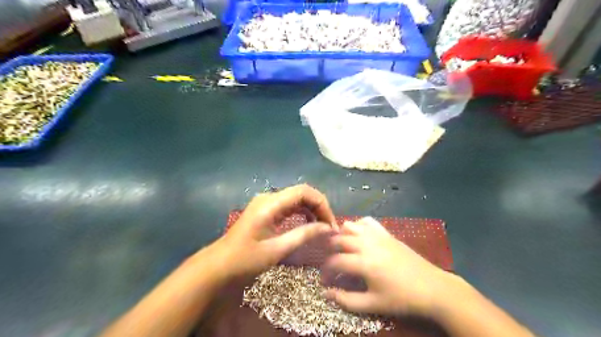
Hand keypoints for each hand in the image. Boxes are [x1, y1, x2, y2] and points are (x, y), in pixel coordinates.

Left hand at [200, 185, 336, 283]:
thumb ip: (303, 235)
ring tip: (322, 227)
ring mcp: (266, 202)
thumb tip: (328, 228)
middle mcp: (269, 197)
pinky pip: (289, 206)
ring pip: (296, 198)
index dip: (322, 204)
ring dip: (312, 210)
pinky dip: (302, 213)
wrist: (218, 265)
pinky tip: (308, 224)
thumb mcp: (277, 249)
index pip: (304, 192)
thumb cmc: (245, 260)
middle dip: (319, 207)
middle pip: (301, 193)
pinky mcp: (266, 209)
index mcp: (270, 204)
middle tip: (329, 227)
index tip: (331, 224)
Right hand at [324, 217, 456, 316]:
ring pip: (350, 226)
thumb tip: (325, 293)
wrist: (432, 287)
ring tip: (342, 247)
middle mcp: (367, 244)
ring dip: (342, 235)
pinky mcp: (386, 233)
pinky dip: (358, 225)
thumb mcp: (373, 304)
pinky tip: (359, 236)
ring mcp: (377, 236)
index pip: (335, 262)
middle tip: (332, 263)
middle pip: (339, 240)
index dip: (326, 271)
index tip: (325, 280)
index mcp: (363, 263)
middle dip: (330, 251)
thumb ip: (346, 300)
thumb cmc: (401, 299)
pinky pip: (367, 221)